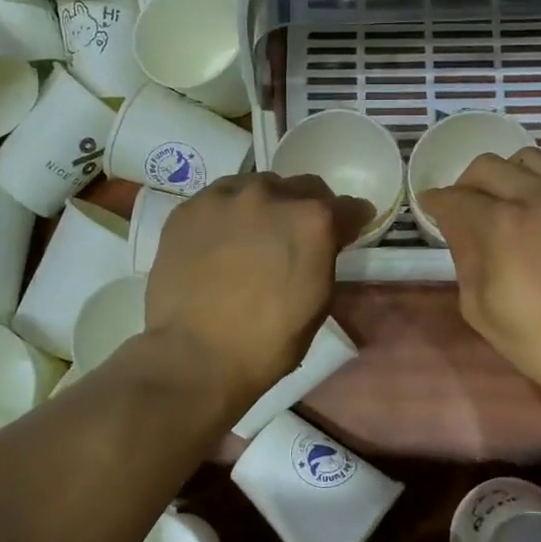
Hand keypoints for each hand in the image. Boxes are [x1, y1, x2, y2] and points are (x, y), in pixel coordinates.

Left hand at [145, 173, 372, 412]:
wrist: (195, 355)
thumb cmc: (268, 341)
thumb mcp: (318, 301)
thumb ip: (325, 257)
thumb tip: (324, 243)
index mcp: (313, 220)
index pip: (347, 206)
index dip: (351, 220)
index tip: (348, 231)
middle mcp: (271, 195)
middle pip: (302, 187)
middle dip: (307, 207)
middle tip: (296, 235)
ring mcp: (225, 197)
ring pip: (257, 186)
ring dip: (265, 205)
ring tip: (254, 234)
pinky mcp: (189, 208)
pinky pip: (218, 199)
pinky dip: (227, 214)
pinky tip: (220, 241)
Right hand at [419, 149, 540, 409]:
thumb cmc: (540, 340)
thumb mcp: (480, 308)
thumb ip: (464, 257)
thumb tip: (456, 225)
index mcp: (502, 227)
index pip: (455, 198)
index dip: (435, 202)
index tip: (430, 206)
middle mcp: (537, 197)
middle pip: (486, 167)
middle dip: (465, 185)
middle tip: (464, 207)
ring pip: (527, 158)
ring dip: (507, 175)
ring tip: (507, 201)